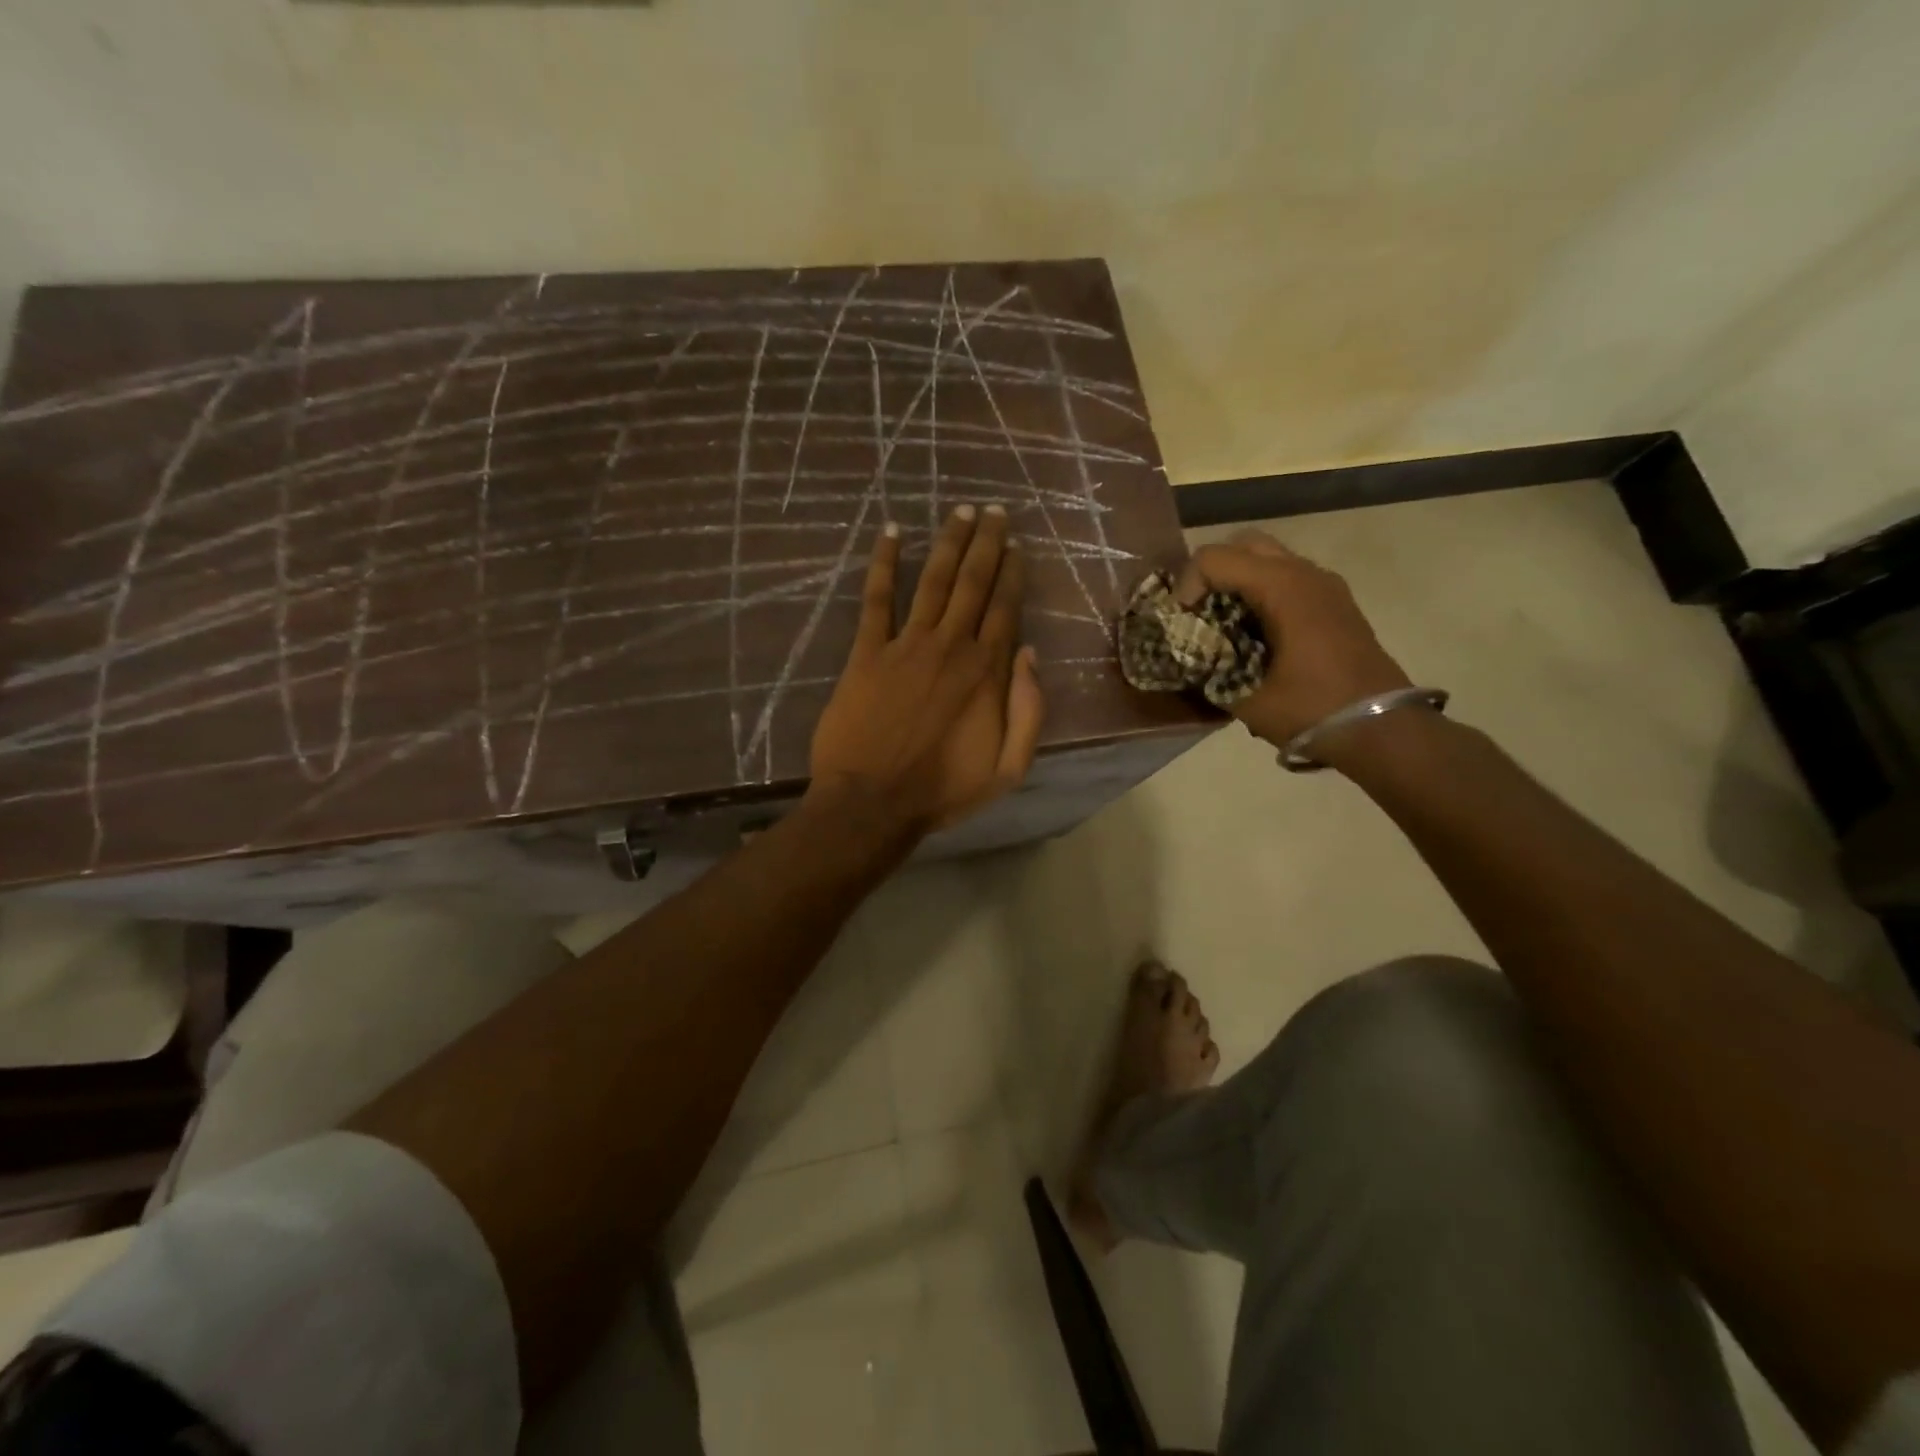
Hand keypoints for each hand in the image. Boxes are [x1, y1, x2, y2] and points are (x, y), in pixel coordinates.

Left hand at [808, 504, 1045, 839]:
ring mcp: (906, 645)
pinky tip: (891, 533)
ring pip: (933, 581)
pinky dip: (884, 563)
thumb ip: (1028, 711)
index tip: (1016, 545)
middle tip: (994, 510)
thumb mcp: (1008, 768)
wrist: (873, 802)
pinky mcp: (867, 652)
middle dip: (986, 543)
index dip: (1012, 573)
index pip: (1005, 608)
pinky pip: (877, 599)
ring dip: (948, 542)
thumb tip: (1029, 654)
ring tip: (960, 511)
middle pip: (973, 583)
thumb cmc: (943, 790)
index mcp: (986, 672)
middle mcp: (951, 646)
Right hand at [1178, 529, 1410, 754]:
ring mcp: (1325, 585)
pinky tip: (1254, 633)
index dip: (1187, 585)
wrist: (1382, 730)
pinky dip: (1262, 592)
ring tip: (1223, 623)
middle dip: (1212, 572)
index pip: (1215, 558)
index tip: (1182, 622)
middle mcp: (1304, 573)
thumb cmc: (1312, 710)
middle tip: (1198, 611)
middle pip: (1243, 545)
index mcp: (1282, 587)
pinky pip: (1288, 578)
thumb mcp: (1246, 698)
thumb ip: (1209, 671)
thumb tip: (1187, 660)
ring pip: (1268, 558)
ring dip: (1238, 581)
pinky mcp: (1335, 602)